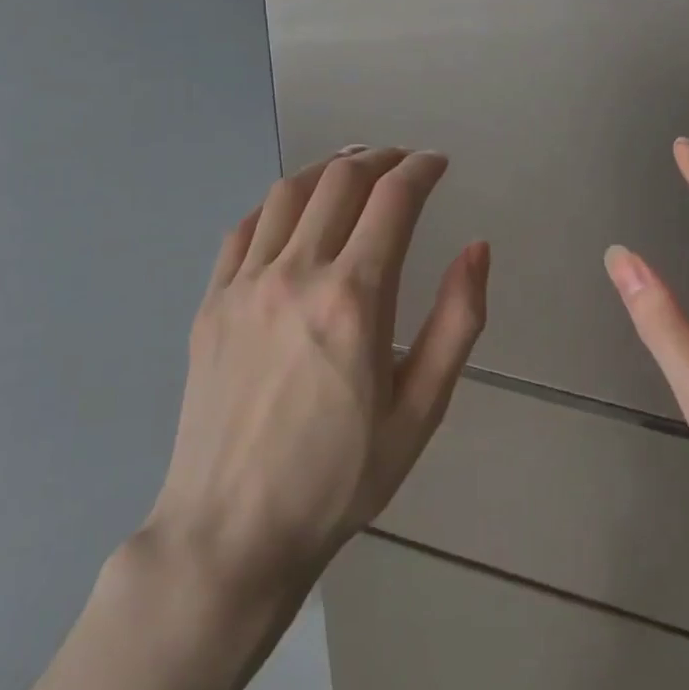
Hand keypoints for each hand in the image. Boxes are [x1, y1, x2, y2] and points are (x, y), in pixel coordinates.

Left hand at [148, 147, 488, 606]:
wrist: (231, 530)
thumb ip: (457, 321)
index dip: (421, 168)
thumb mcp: (421, 410)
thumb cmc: (340, 477)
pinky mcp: (211, 303)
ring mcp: (244, 285)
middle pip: (341, 180)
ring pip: (287, 192)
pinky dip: (277, 204)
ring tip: (354, 169)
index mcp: (354, 298)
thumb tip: (477, 248)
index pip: (393, 199)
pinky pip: (243, 228)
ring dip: (329, 169)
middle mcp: (296, 274)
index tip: (438, 163)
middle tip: (404, 162)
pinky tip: (293, 213)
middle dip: (380, 158)